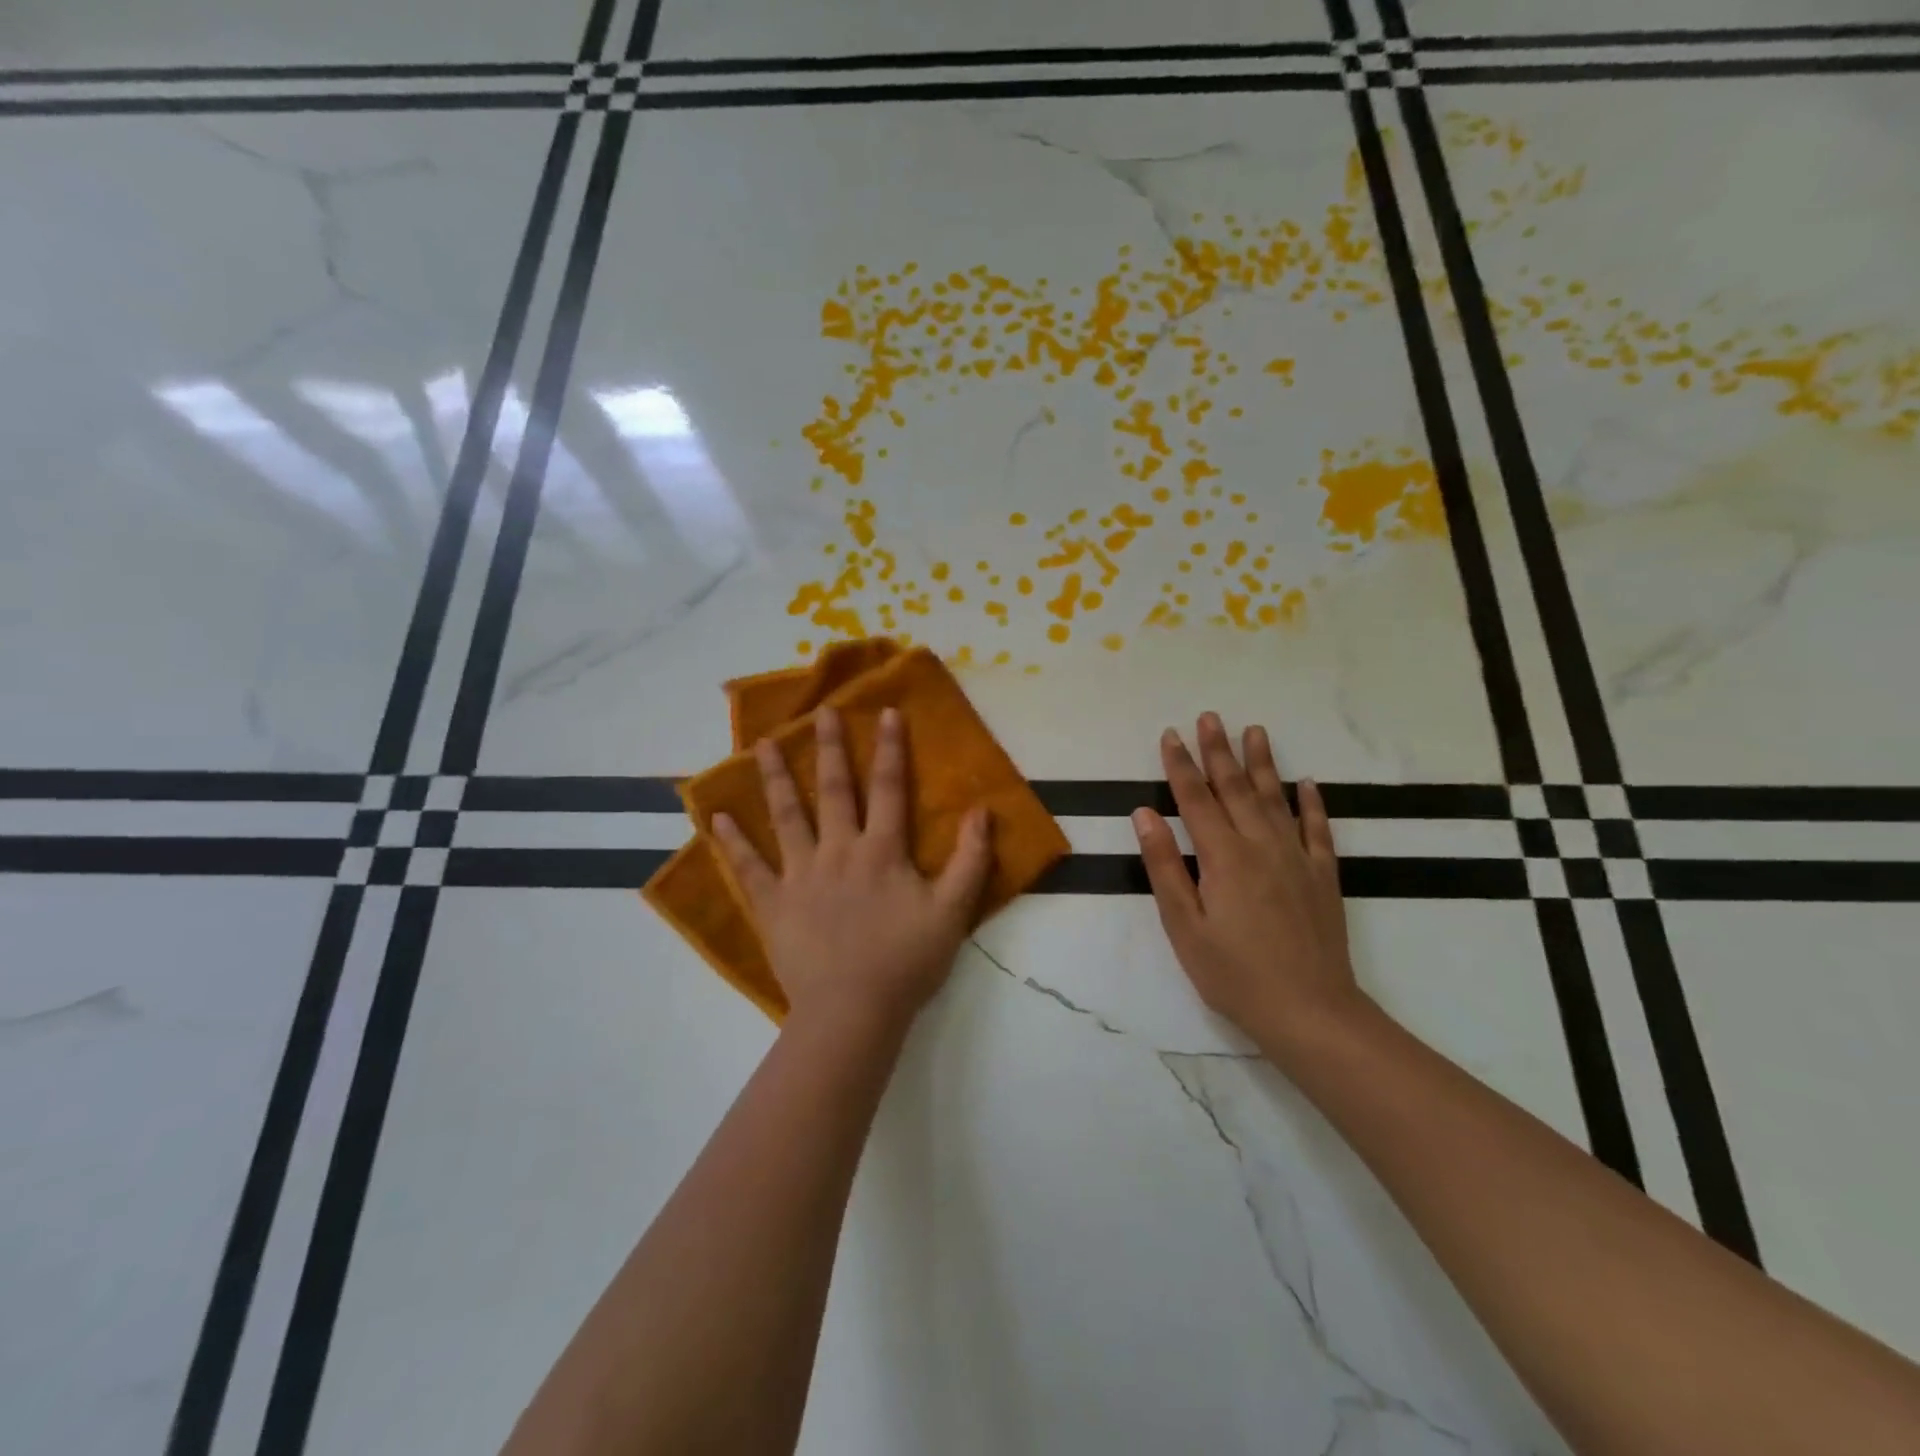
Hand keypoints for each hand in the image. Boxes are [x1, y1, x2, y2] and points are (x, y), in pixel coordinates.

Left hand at [712, 705, 992, 1033]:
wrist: (853, 1011)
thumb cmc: (906, 962)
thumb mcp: (953, 912)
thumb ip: (971, 860)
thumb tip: (982, 811)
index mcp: (882, 851)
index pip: (890, 788)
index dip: (890, 749)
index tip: (885, 711)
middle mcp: (839, 851)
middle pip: (836, 791)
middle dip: (831, 748)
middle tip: (820, 712)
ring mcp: (801, 875)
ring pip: (788, 817)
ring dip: (777, 778)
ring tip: (763, 744)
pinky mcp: (773, 904)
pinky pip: (749, 868)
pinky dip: (732, 842)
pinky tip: (716, 817)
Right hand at [1133, 713, 1362, 1058]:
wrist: (1310, 1012)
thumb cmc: (1234, 974)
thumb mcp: (1184, 927)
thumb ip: (1164, 867)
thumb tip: (1145, 814)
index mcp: (1223, 857)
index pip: (1196, 799)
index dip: (1181, 765)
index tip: (1171, 734)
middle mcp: (1261, 846)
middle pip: (1236, 788)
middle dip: (1218, 751)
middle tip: (1209, 717)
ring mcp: (1297, 859)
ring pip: (1276, 798)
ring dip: (1262, 763)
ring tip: (1254, 730)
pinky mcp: (1323, 876)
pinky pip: (1318, 829)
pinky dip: (1312, 803)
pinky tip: (1308, 782)